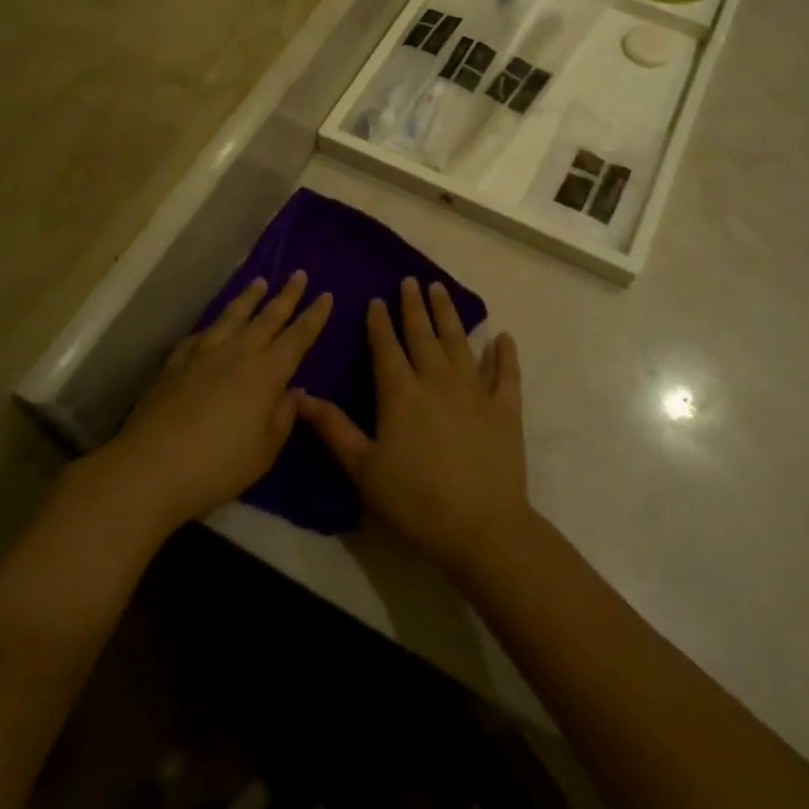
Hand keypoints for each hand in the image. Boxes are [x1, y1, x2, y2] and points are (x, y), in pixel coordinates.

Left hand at [108, 272, 331, 531]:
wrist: (151, 466)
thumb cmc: (218, 465)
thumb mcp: (265, 450)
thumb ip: (283, 416)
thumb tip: (295, 390)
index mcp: (267, 372)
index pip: (298, 336)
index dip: (314, 315)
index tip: (326, 295)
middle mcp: (238, 352)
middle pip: (268, 316)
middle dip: (287, 295)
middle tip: (299, 274)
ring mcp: (204, 353)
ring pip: (232, 316)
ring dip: (249, 297)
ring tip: (259, 282)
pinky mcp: (176, 362)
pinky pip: (201, 334)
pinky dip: (213, 325)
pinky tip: (213, 326)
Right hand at [298, 278, 528, 576]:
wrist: (481, 527)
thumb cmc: (415, 500)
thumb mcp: (363, 468)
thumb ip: (334, 428)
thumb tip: (302, 395)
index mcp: (401, 393)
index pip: (386, 347)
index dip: (380, 322)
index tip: (378, 299)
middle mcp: (437, 380)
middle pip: (423, 335)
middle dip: (414, 306)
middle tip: (411, 281)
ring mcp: (475, 391)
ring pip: (459, 342)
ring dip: (449, 314)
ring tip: (441, 290)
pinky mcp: (505, 409)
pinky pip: (506, 374)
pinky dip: (505, 354)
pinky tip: (503, 336)